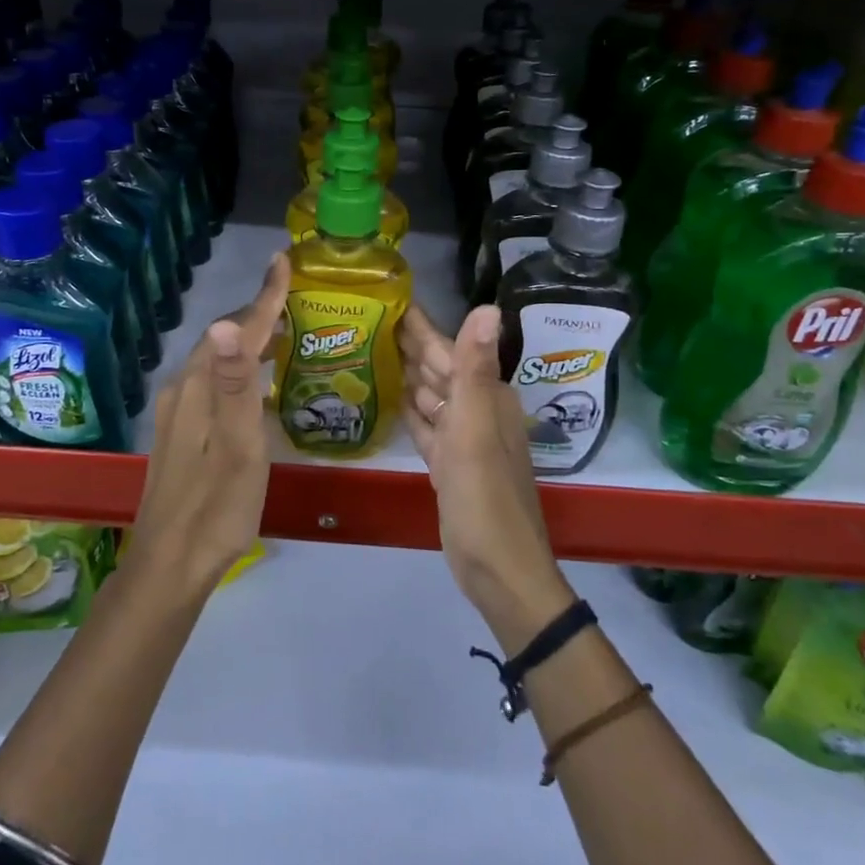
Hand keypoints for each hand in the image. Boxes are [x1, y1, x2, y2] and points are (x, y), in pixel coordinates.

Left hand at [123, 252, 291, 603]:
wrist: (171, 564)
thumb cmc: (217, 508)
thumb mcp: (238, 447)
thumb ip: (236, 385)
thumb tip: (227, 324)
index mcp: (199, 389)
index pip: (236, 329)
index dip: (265, 296)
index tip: (284, 262)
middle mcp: (182, 390)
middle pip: (224, 339)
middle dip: (258, 313)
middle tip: (294, 299)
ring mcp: (176, 412)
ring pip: (216, 360)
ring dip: (248, 341)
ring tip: (282, 333)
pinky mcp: (178, 432)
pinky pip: (211, 381)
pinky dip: (237, 367)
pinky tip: (253, 382)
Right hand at [401, 304, 572, 649]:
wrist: (498, 569)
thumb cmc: (485, 497)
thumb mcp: (476, 428)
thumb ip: (474, 368)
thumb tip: (488, 306)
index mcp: (486, 397)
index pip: (448, 348)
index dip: (420, 324)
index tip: (390, 296)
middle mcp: (476, 411)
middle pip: (438, 369)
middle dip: (408, 344)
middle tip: (366, 316)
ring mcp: (462, 440)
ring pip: (431, 395)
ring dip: (406, 373)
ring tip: (370, 349)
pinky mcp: (448, 465)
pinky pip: (426, 426)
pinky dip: (410, 410)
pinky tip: (390, 396)